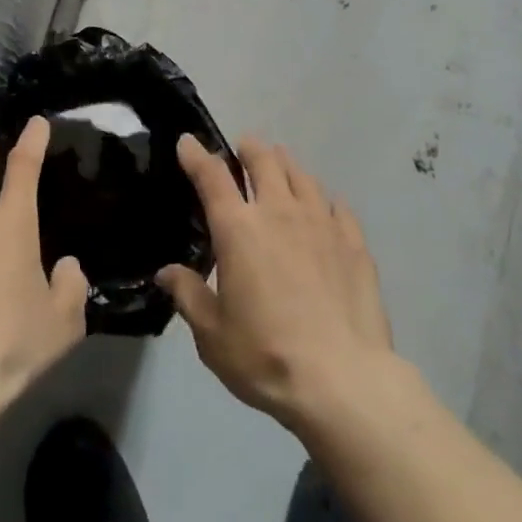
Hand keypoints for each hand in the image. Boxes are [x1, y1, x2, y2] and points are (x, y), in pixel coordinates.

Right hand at [156, 136, 394, 428]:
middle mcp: (279, 213)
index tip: (188, 142)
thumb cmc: (265, 355)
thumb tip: (167, 273)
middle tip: (243, 147)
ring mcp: (321, 224)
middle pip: (264, 161)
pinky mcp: (353, 243)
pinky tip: (325, 205)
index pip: (212, 177)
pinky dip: (324, 199)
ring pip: (302, 176)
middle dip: (249, 149)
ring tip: (280, 164)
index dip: (196, 155)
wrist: (342, 379)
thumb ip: (189, 296)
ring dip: (286, 164)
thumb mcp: (212, 334)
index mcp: (238, 230)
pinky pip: (337, 206)